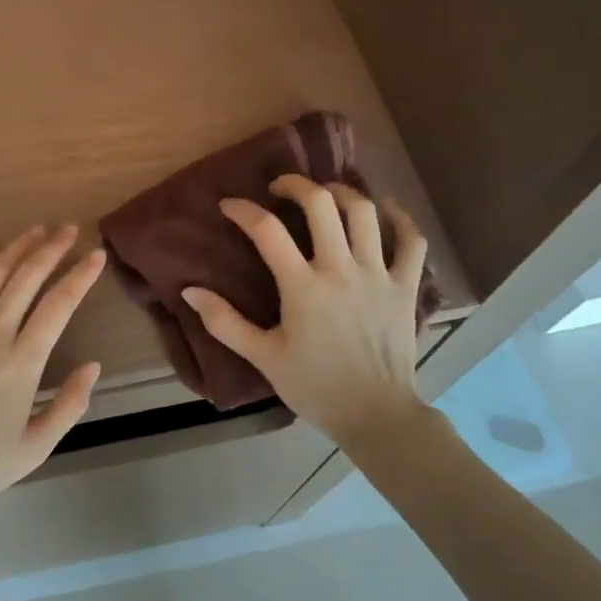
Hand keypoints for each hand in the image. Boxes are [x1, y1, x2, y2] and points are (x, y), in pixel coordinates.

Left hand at [0, 225, 103, 522]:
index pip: (60, 304)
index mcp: (23, 361)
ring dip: (17, 248)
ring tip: (36, 231)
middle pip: (27, 277)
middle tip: (68, 229)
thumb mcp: (36, 447)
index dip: (81, 275)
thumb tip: (93, 366)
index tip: (96, 254)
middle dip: (51, 248)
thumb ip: (70, 405)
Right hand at [182, 175, 427, 450]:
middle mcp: (341, 269)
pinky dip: (401, 219)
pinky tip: (386, 209)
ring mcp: (378, 275)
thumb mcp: (263, 357)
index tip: (229, 205)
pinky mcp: (406, 286)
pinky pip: (412, 241)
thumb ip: (224, 322)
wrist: (376, 416)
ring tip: (326, 194)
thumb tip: (189, 290)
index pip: (267, 231)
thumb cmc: (315, 386)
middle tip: (280, 187)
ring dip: (342, 192)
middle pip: (321, 204)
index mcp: (303, 287)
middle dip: (296, 184)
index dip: (244, 210)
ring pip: (365, 212)